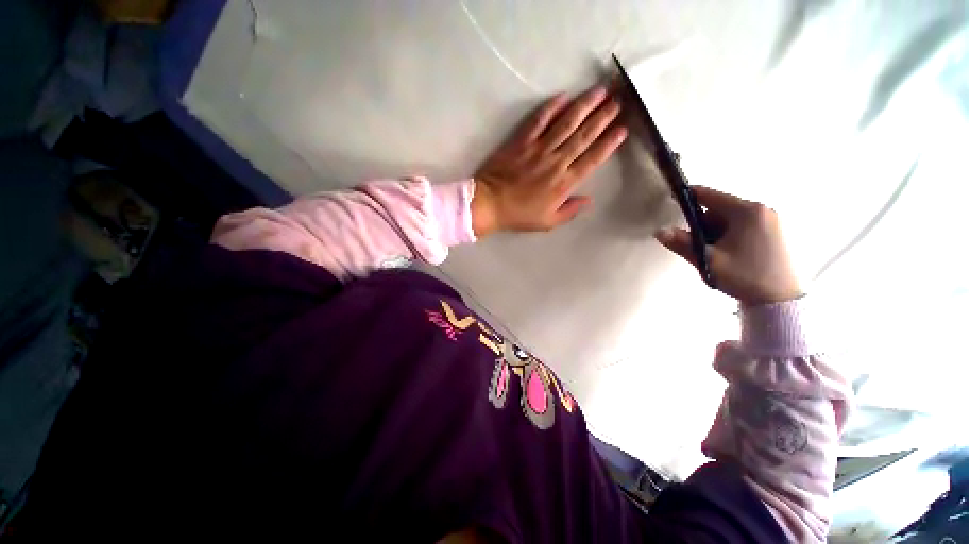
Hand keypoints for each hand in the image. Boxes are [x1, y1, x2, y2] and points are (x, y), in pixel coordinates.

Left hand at [471, 87, 627, 236]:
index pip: (592, 159)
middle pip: (584, 136)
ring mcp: (538, 149)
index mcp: (564, 183)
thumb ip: (570, 211)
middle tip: (618, 101)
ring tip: (600, 91)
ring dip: (585, 105)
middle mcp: (556, 162)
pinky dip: (551, 107)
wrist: (490, 203)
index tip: (622, 129)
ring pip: (566, 123)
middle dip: (603, 117)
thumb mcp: (547, 222)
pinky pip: (539, 120)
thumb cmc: (519, 215)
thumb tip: (589, 200)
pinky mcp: (522, 141)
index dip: (609, 143)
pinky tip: (564, 96)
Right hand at [655, 186, 801, 304]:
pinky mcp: (774, 231)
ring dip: (715, 231)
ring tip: (715, 253)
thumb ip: (682, 243)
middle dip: (703, 224)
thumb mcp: (708, 260)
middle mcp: (761, 210)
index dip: (687, 197)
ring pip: (729, 218)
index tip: (670, 201)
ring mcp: (770, 220)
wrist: (779, 300)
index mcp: (746, 211)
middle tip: (699, 245)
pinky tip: (728, 253)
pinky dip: (728, 235)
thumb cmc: (744, 276)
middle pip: (719, 209)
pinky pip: (742, 225)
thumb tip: (659, 231)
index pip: (709, 195)